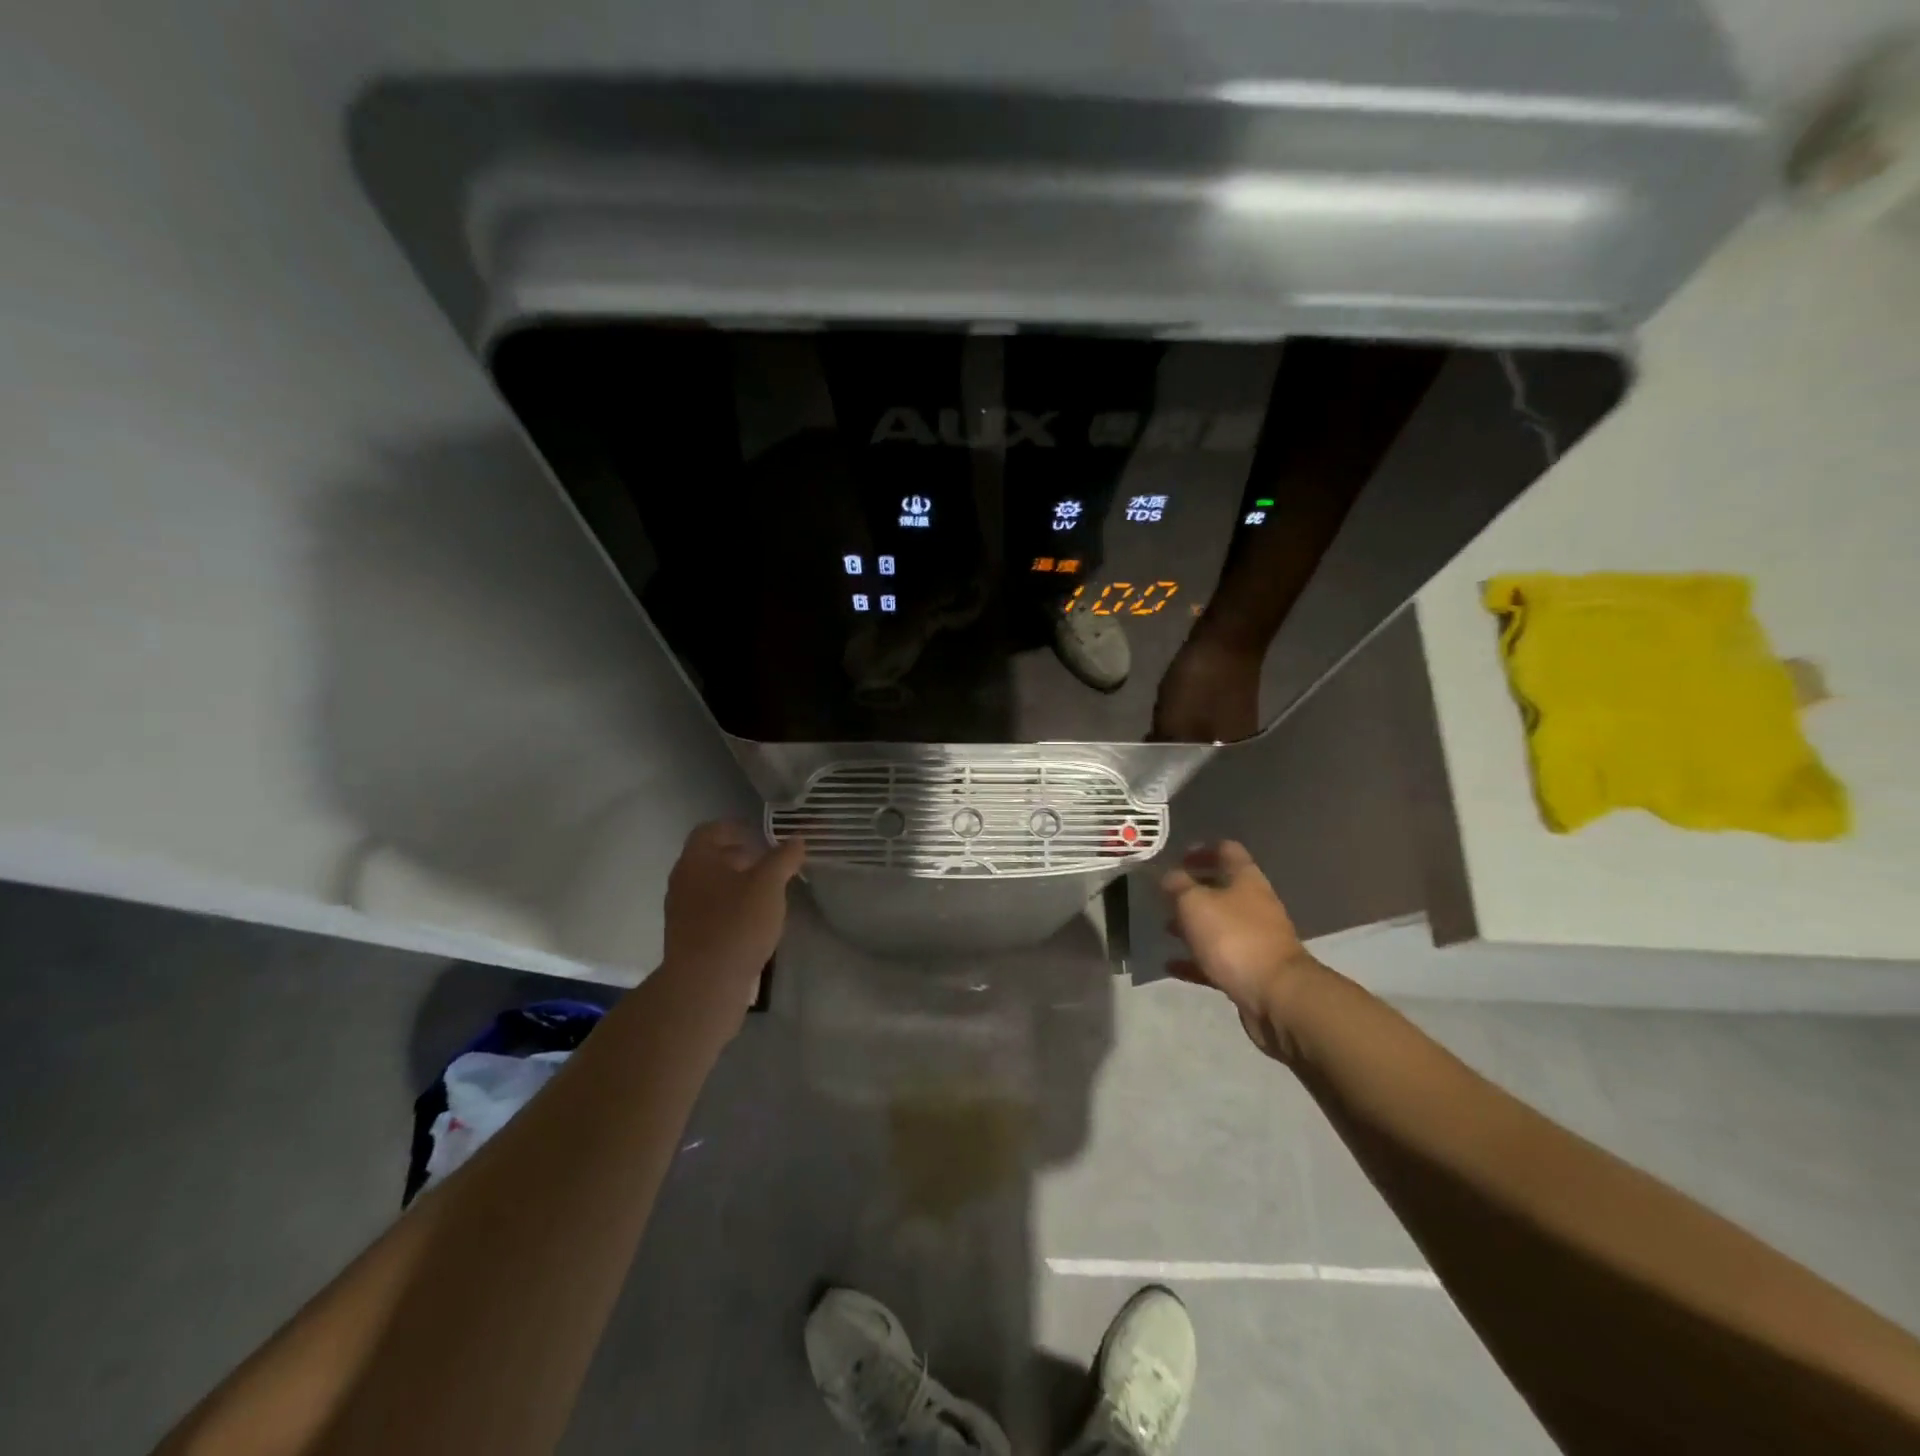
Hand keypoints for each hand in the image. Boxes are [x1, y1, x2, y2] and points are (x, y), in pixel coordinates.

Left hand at [660, 822, 805, 1019]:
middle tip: (769, 861)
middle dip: (739, 855)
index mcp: (696, 861)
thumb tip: (796, 839)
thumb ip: (783, 858)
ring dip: (736, 883)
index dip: (735, 827)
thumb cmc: (736, 923)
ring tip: (766, 892)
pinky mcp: (688, 938)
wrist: (704, 985)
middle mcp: (682, 882)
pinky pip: (710, 911)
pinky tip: (754, 921)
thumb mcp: (769, 885)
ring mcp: (681, 912)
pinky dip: (731, 906)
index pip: (710, 830)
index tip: (761, 834)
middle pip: (709, 858)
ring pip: (710, 886)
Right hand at [1161, 841, 1318, 1060]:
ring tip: (1165, 928)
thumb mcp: (1194, 903)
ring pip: (1219, 925)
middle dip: (1193, 891)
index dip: (1202, 850)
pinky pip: (1217, 959)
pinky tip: (1171, 965)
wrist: (1276, 996)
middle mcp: (1254, 905)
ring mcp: (1255, 939)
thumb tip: (1168, 875)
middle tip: (1166, 895)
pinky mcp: (1250, 970)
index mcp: (1246, 880)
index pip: (1227, 851)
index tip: (1178, 857)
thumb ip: (1177, 885)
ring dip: (1193, 925)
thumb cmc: (1233, 937)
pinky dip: (1194, 960)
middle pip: (1223, 889)